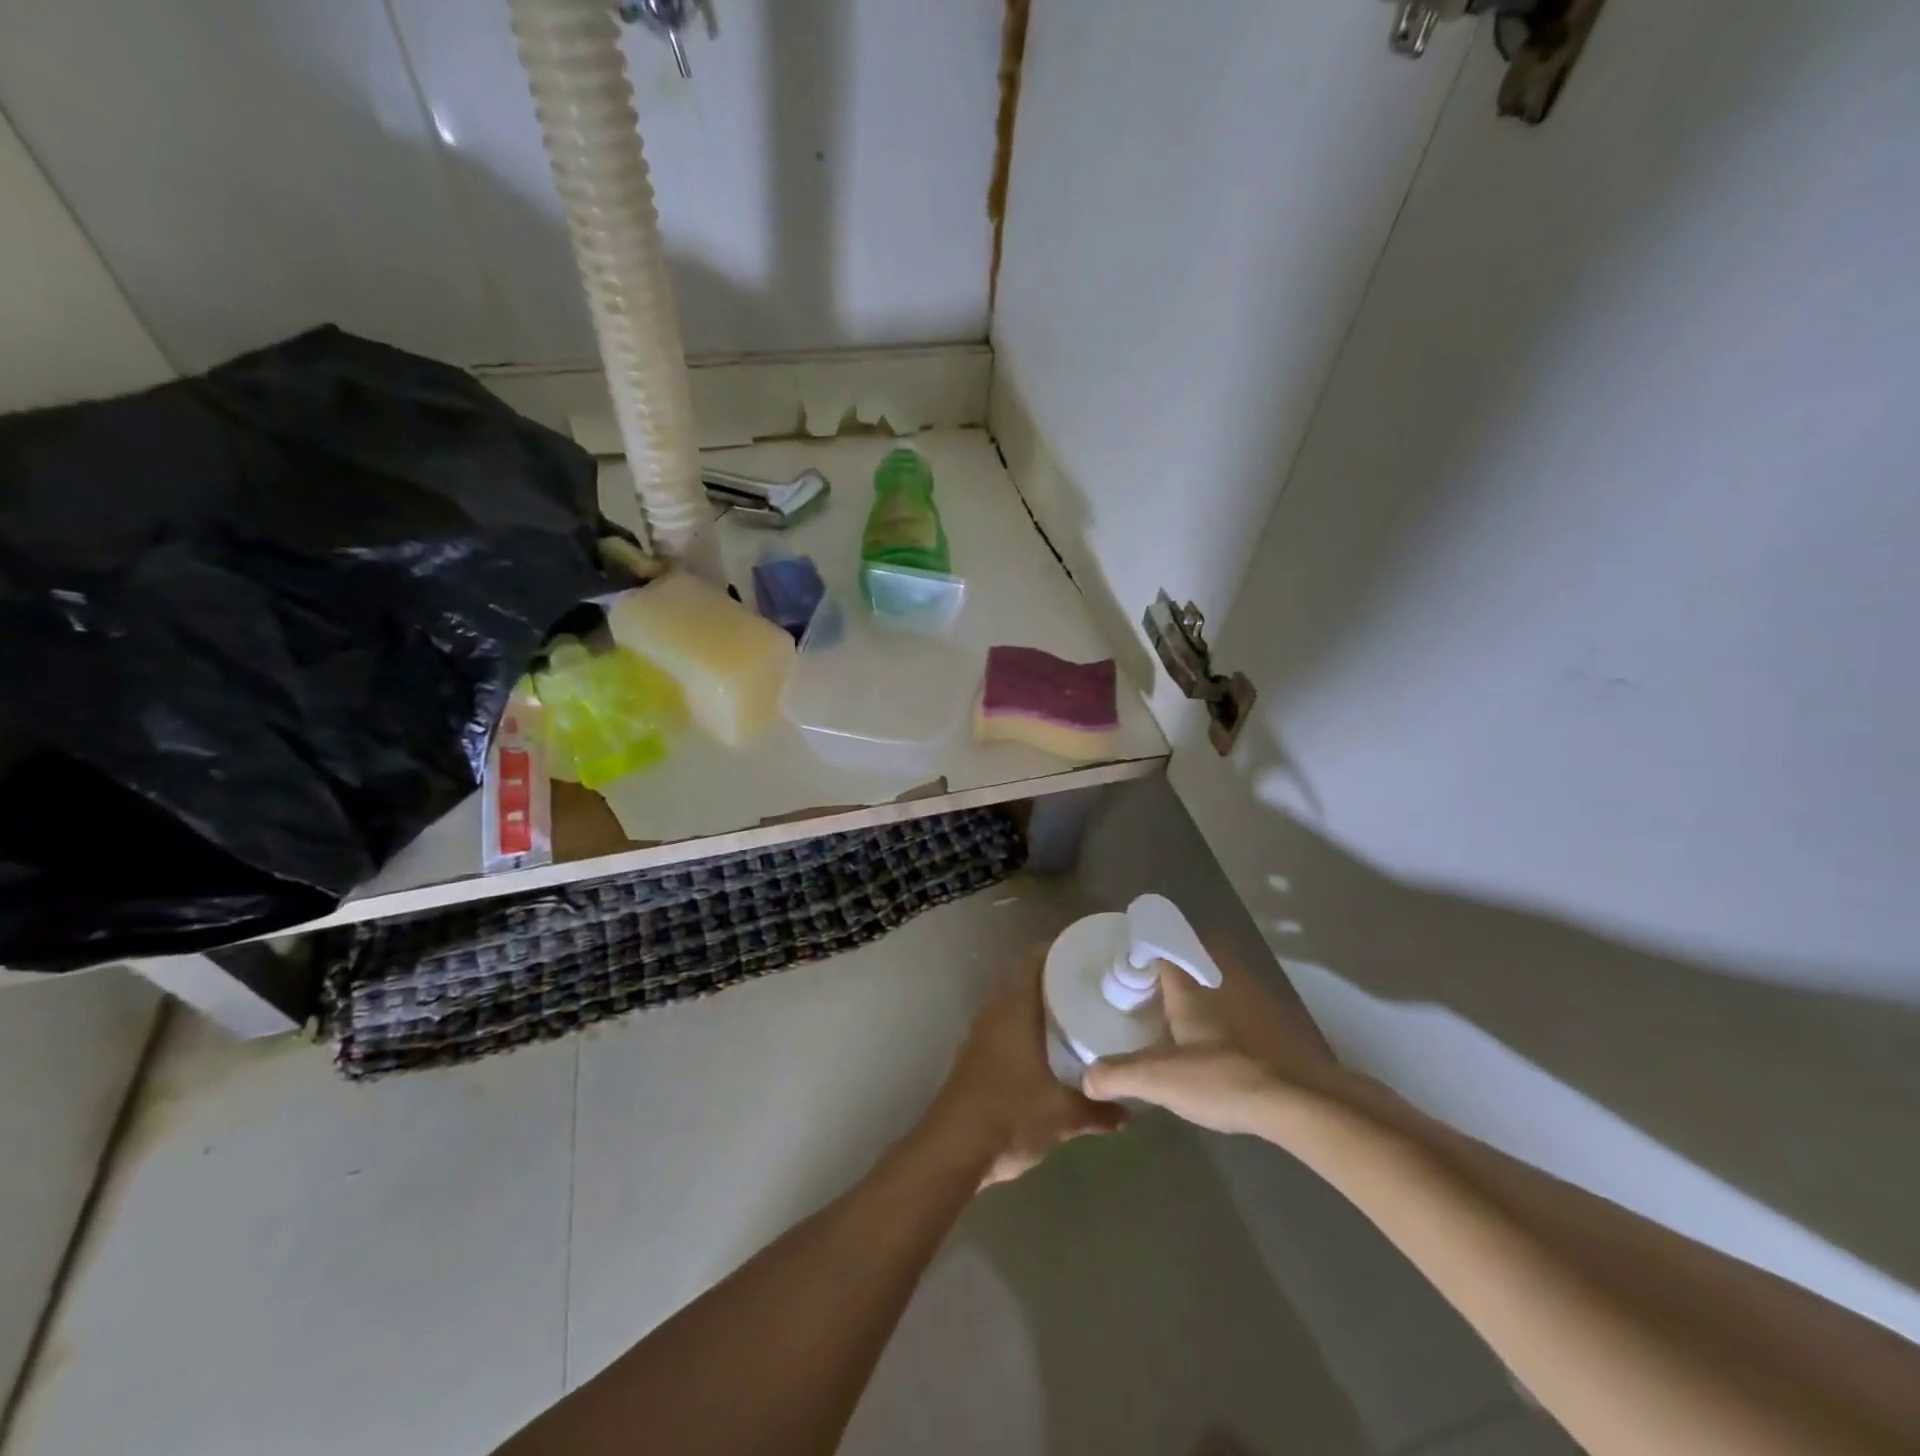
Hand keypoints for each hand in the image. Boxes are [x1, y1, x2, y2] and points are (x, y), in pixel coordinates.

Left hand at [928, 956, 1126, 1187]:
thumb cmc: (1010, 1115)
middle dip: (1055, 979)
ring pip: (1013, 1004)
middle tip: (1092, 984)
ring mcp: (981, 1034)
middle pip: (1025, 980)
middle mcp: (995, 1013)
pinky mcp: (975, 1056)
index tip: (1089, 953)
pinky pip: (1005, 1026)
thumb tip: (1129, 1113)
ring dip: (1039, 1003)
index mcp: (1015, 1009)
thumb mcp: (1063, 1115)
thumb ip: (1098, 1110)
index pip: (1035, 961)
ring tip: (1076, 1011)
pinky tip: (1047, 1046)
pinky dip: (1026, 1026)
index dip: (1060, 951)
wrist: (952, 1149)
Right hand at [1082, 948, 1347, 1135]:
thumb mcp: (1161, 1080)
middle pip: (1196, 952)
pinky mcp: (1281, 1019)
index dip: (1143, 953)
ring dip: (1206, 986)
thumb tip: (1086, 1079)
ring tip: (1187, 1016)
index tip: (1129, 969)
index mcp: (1191, 980)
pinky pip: (1245, 1000)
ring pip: (1223, 974)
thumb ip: (1118, 1075)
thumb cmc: (1225, 1076)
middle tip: (1157, 990)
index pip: (1162, 945)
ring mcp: (1257, 994)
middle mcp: (1224, 974)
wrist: (1305, 1101)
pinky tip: (1224, 1042)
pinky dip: (1230, 1010)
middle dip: (1177, 964)